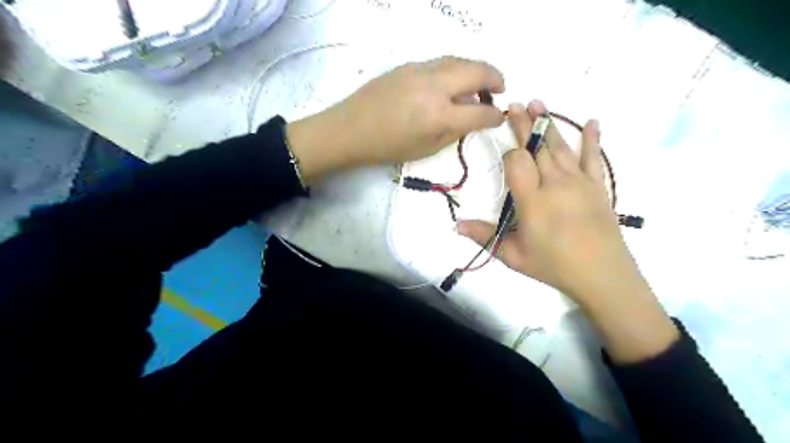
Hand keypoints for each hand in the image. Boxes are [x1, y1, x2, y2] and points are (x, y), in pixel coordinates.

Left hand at [287, 55, 502, 182]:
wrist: (351, 129)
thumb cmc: (388, 147)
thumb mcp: (427, 148)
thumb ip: (454, 132)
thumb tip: (473, 118)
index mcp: (439, 115)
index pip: (481, 112)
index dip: (496, 116)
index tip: (500, 118)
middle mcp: (435, 86)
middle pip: (477, 71)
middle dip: (495, 78)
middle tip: (501, 89)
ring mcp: (421, 70)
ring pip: (460, 60)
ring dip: (476, 69)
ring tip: (480, 83)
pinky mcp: (409, 65)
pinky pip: (442, 61)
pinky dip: (456, 68)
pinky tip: (453, 81)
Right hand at [457, 101, 678, 363]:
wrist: (602, 275)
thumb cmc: (553, 265)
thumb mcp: (512, 255)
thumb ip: (485, 236)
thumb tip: (456, 225)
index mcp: (532, 199)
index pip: (516, 162)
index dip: (509, 152)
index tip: (504, 150)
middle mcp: (555, 183)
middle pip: (537, 147)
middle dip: (524, 125)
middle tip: (515, 104)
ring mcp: (579, 182)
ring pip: (560, 146)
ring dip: (549, 124)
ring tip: (539, 103)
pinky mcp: (598, 186)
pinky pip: (594, 157)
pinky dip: (592, 139)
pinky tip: (592, 121)